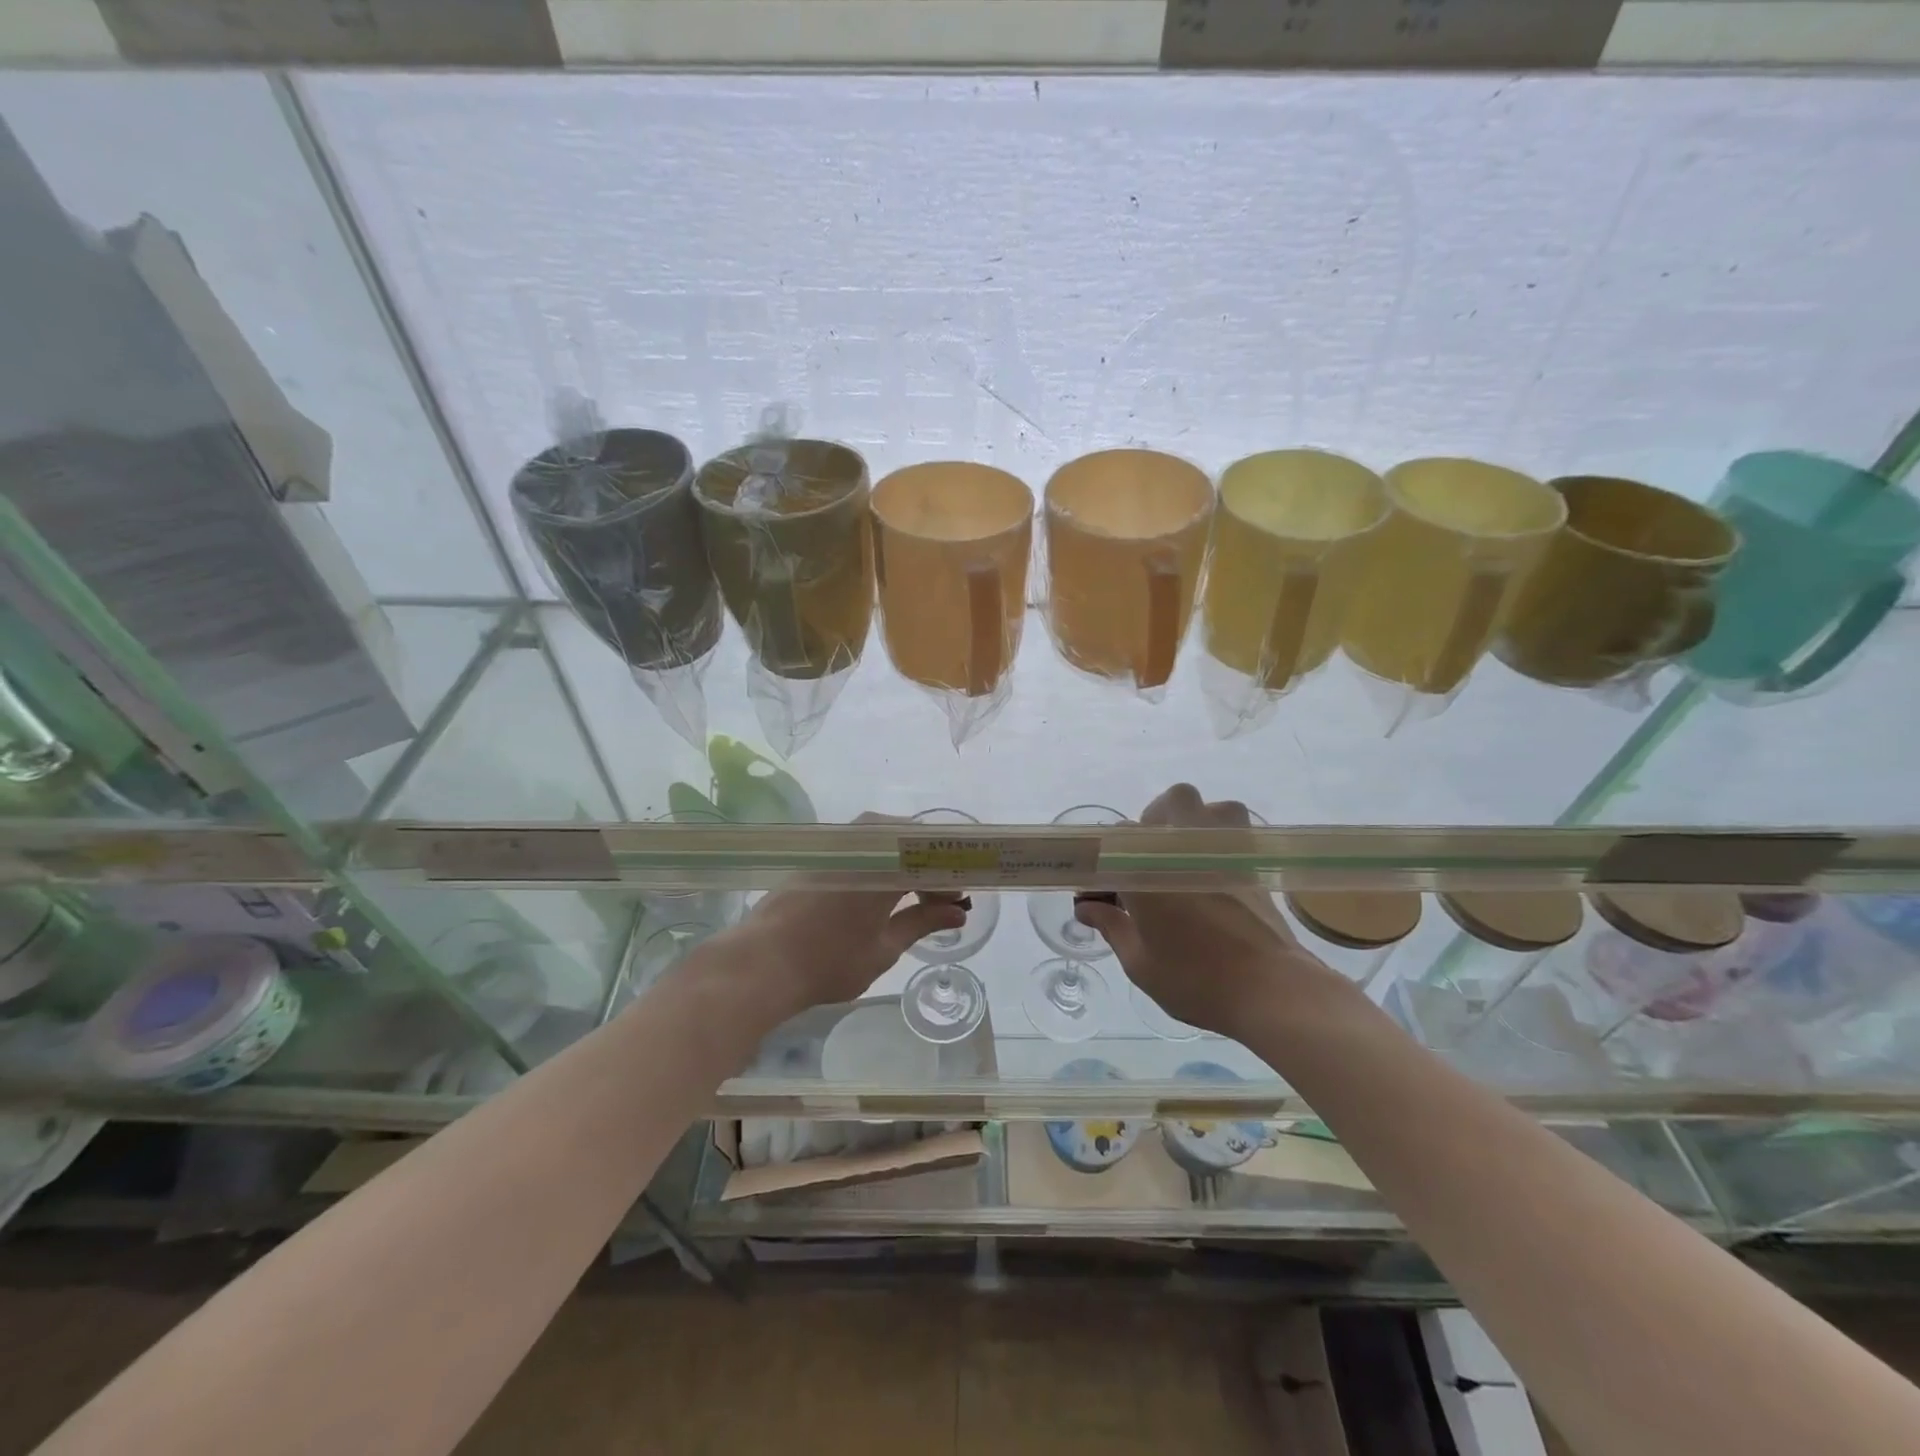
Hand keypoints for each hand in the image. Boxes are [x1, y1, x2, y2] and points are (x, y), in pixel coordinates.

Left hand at [711, 814, 966, 1022]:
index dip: (949, 877)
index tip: (959, 900)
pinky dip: (878, 861)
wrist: (759, 964)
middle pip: (908, 838)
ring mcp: (835, 847)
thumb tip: (958, 912)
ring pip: (882, 836)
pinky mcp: (815, 857)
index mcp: (885, 866)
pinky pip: (859, 845)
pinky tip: (877, 891)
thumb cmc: (828, 962)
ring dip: (902, 860)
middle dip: (927, 865)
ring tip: (909, 894)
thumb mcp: (884, 949)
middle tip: (937, 898)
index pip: (931, 857)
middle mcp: (862, 845)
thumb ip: (922, 923)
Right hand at [1071, 784, 1334, 1037]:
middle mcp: (1182, 848)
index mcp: (1145, 870)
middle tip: (1148, 864)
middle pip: (1166, 806)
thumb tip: (1086, 907)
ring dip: (1192, 821)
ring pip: (1206, 807)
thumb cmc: (1196, 980)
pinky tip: (1214, 870)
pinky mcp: (1252, 862)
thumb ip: (1112, 927)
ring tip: (1185, 855)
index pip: (1114, 842)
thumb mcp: (1140, 963)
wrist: (1271, 991)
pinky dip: (1220, 838)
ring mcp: (1222, 849)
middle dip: (1152, 826)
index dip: (1105, 864)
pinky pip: (1234, 829)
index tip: (1103, 892)